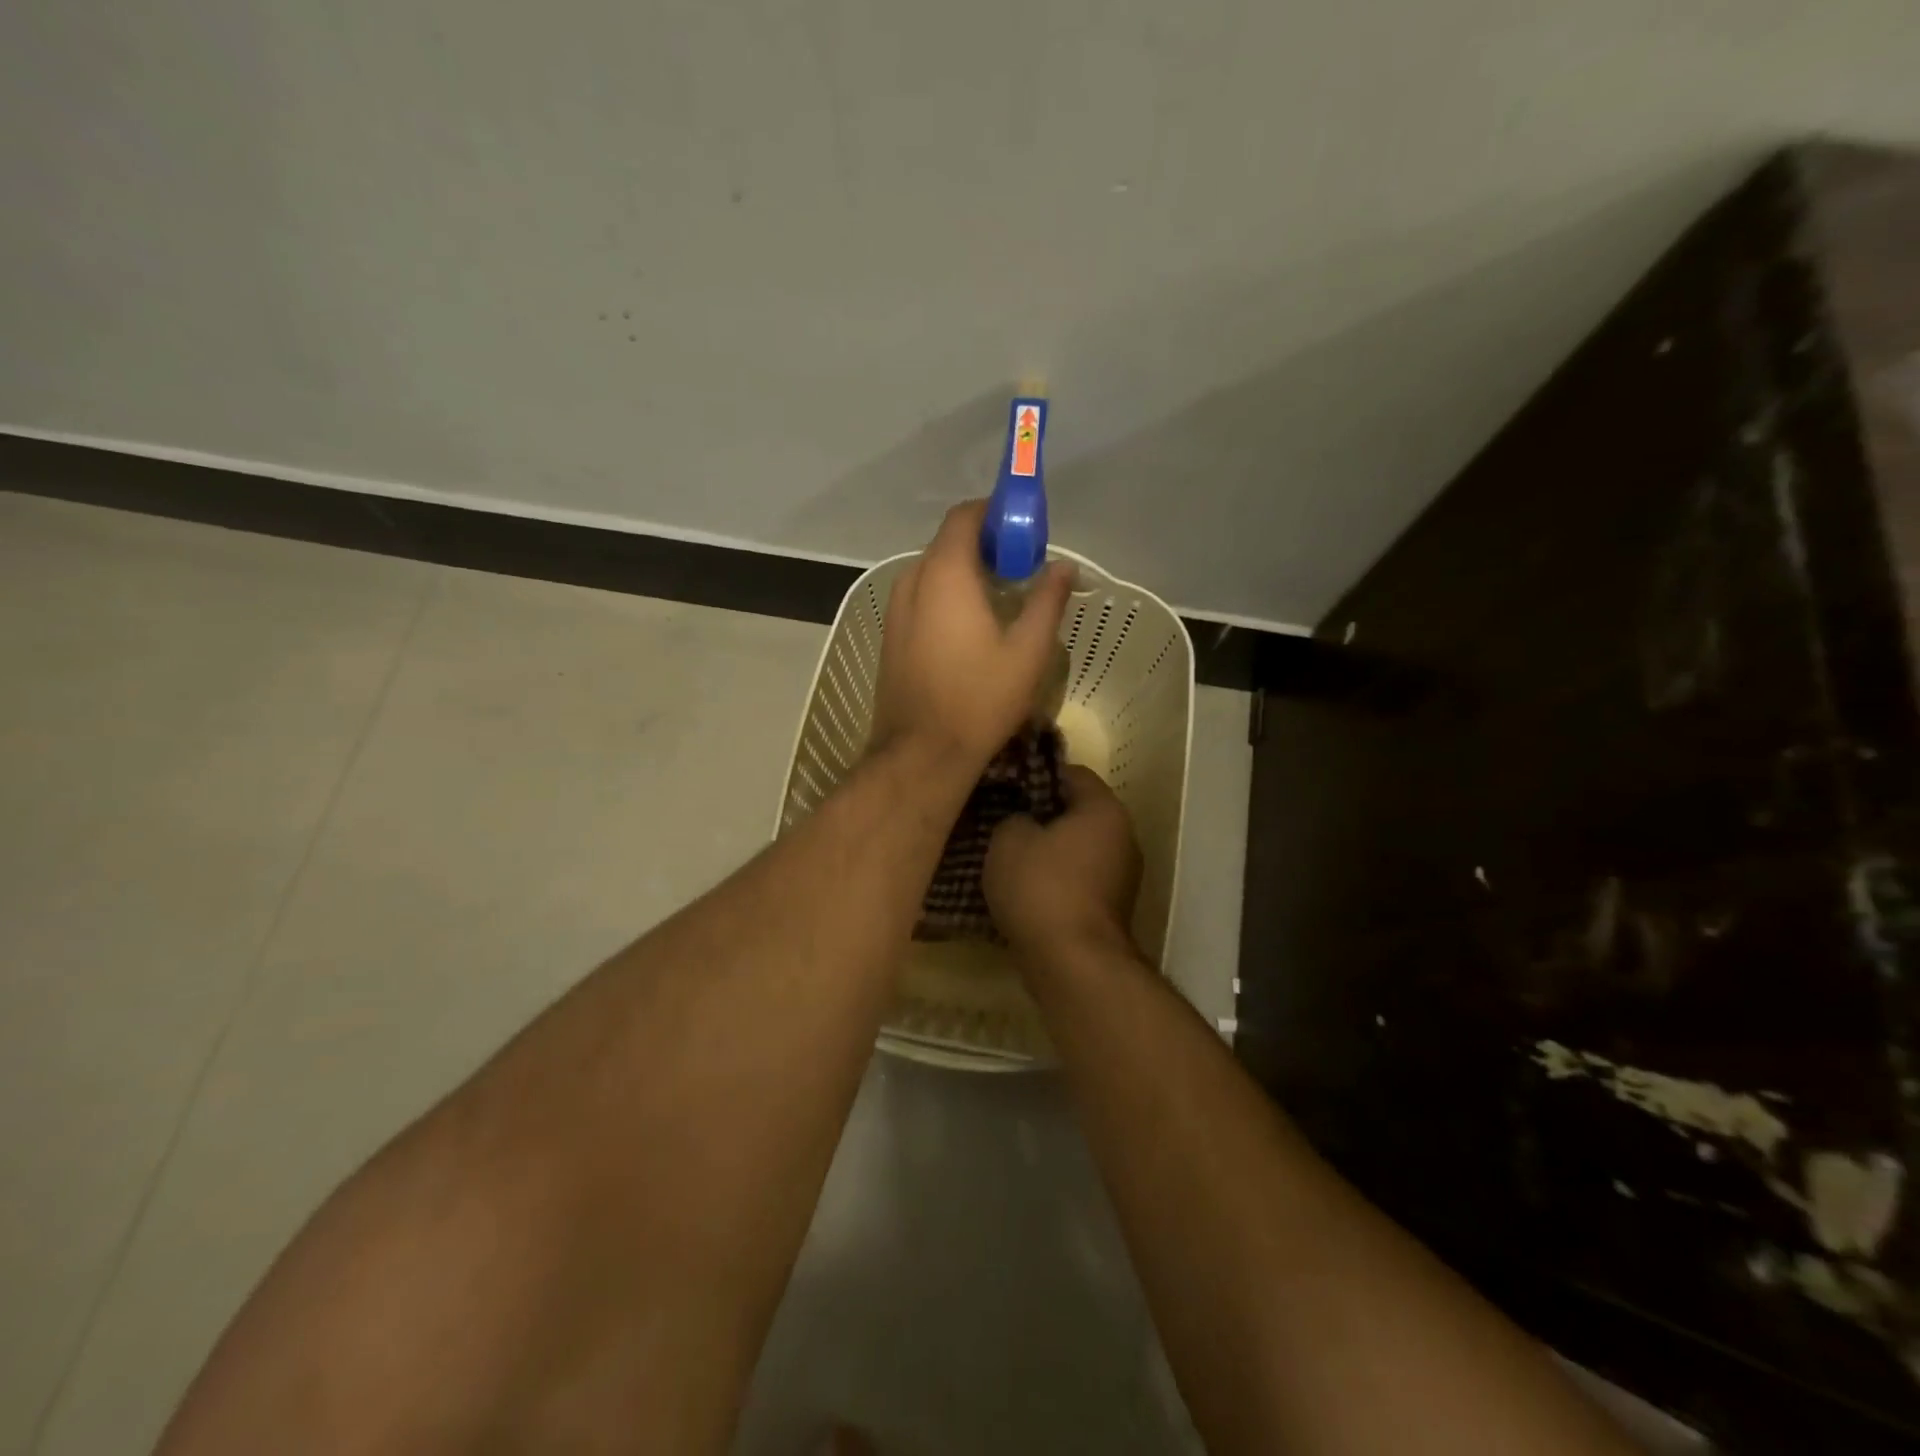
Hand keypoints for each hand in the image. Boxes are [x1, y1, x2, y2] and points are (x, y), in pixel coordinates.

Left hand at [870, 500, 1072, 768]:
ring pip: (932, 572)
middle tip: (1022, 568)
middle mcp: (912, 581)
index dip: (996, 513)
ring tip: (1001, 599)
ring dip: (965, 573)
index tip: (1026, 532)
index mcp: (945, 574)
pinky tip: (971, 627)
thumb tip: (1063, 567)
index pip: (965, 516)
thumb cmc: (980, 699)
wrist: (921, 753)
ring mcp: (896, 611)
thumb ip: (1047, 600)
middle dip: (985, 545)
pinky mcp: (891, 636)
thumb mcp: (1028, 651)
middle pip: (948, 543)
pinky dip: (947, 597)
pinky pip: (921, 598)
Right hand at [985, 765, 1141, 961]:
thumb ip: (1013, 817)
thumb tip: (1023, 822)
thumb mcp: (1008, 839)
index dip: (1037, 775)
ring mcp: (1123, 876)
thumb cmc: (1041, 887)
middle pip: (1078, 812)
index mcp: (1104, 810)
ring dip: (1048, 850)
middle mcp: (1124, 836)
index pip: (1073, 773)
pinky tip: (1025, 889)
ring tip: (1009, 857)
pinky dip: (1057, 880)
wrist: (1072, 963)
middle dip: (1042, 814)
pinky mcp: (1112, 908)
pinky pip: (1080, 879)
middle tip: (1004, 819)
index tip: (1007, 786)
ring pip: (1078, 848)